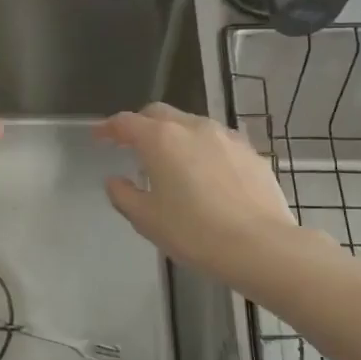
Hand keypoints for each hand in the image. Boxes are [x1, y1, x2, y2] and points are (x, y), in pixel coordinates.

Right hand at [94, 103, 298, 279]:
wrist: (261, 246)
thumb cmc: (194, 233)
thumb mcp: (147, 220)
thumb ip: (124, 195)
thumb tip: (115, 180)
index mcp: (161, 139)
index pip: (126, 122)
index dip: (109, 127)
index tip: (99, 136)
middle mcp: (193, 127)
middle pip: (159, 114)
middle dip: (141, 125)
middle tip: (131, 145)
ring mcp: (226, 136)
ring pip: (191, 124)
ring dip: (174, 135)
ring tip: (170, 161)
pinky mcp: (250, 152)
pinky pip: (217, 141)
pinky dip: (201, 149)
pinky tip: (205, 173)